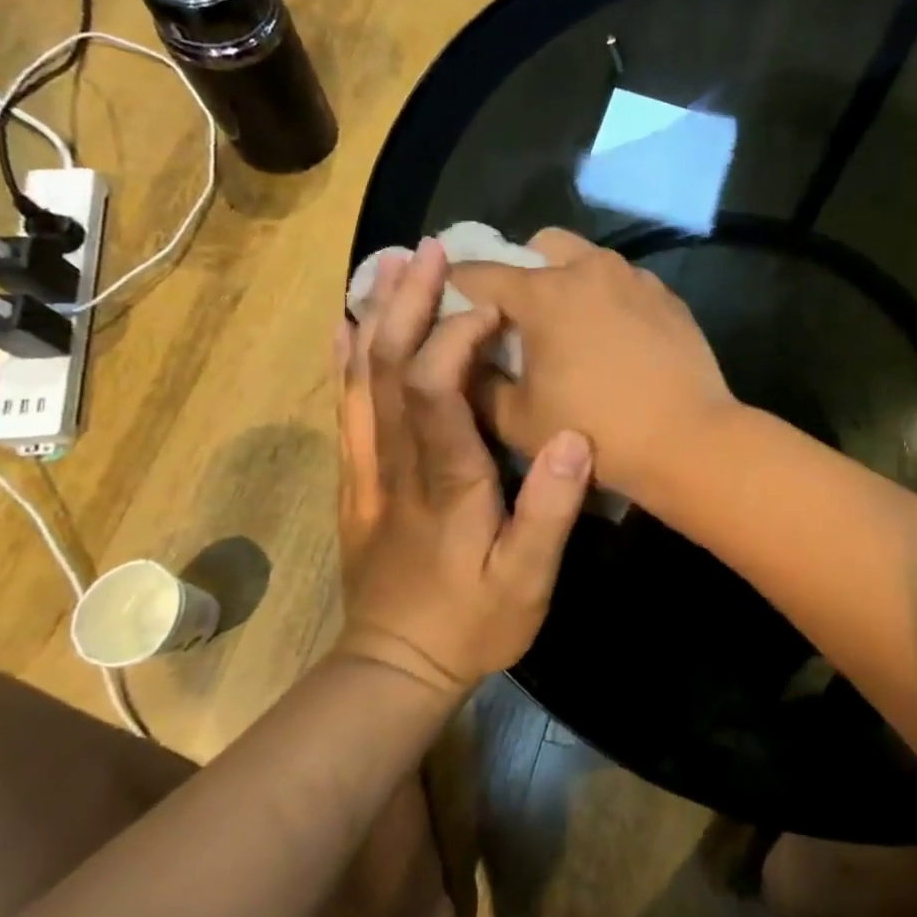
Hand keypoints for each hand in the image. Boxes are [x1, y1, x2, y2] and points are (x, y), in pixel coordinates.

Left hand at [335, 238, 592, 692]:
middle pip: (388, 368)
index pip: (435, 391)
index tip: (492, 308)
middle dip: (408, 303)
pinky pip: (346, 407)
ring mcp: (368, 468)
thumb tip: (570, 436)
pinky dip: (346, 359)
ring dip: (377, 317)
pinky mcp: (357, 479)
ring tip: (392, 265)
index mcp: (444, 480)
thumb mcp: (526, 581)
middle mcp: (396, 462)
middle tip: (428, 251)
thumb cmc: (471, 622)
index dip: (456, 340)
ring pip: (361, 379)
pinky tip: (347, 326)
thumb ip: (548, 510)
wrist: (396, 666)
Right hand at [452, 228, 735, 500]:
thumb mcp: (517, 420)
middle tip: (520, 315)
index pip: (481, 272)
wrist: (687, 440)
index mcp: (544, 293)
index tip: (450, 301)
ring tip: (571, 326)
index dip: (456, 285)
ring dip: (568, 279)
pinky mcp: (667, 296)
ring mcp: (635, 278)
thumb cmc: (596, 431)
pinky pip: (624, 282)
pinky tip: (615, 337)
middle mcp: (590, 269)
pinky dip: (607, 297)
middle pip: (541, 245)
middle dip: (521, 269)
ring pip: (588, 258)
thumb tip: (466, 359)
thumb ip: (477, 383)